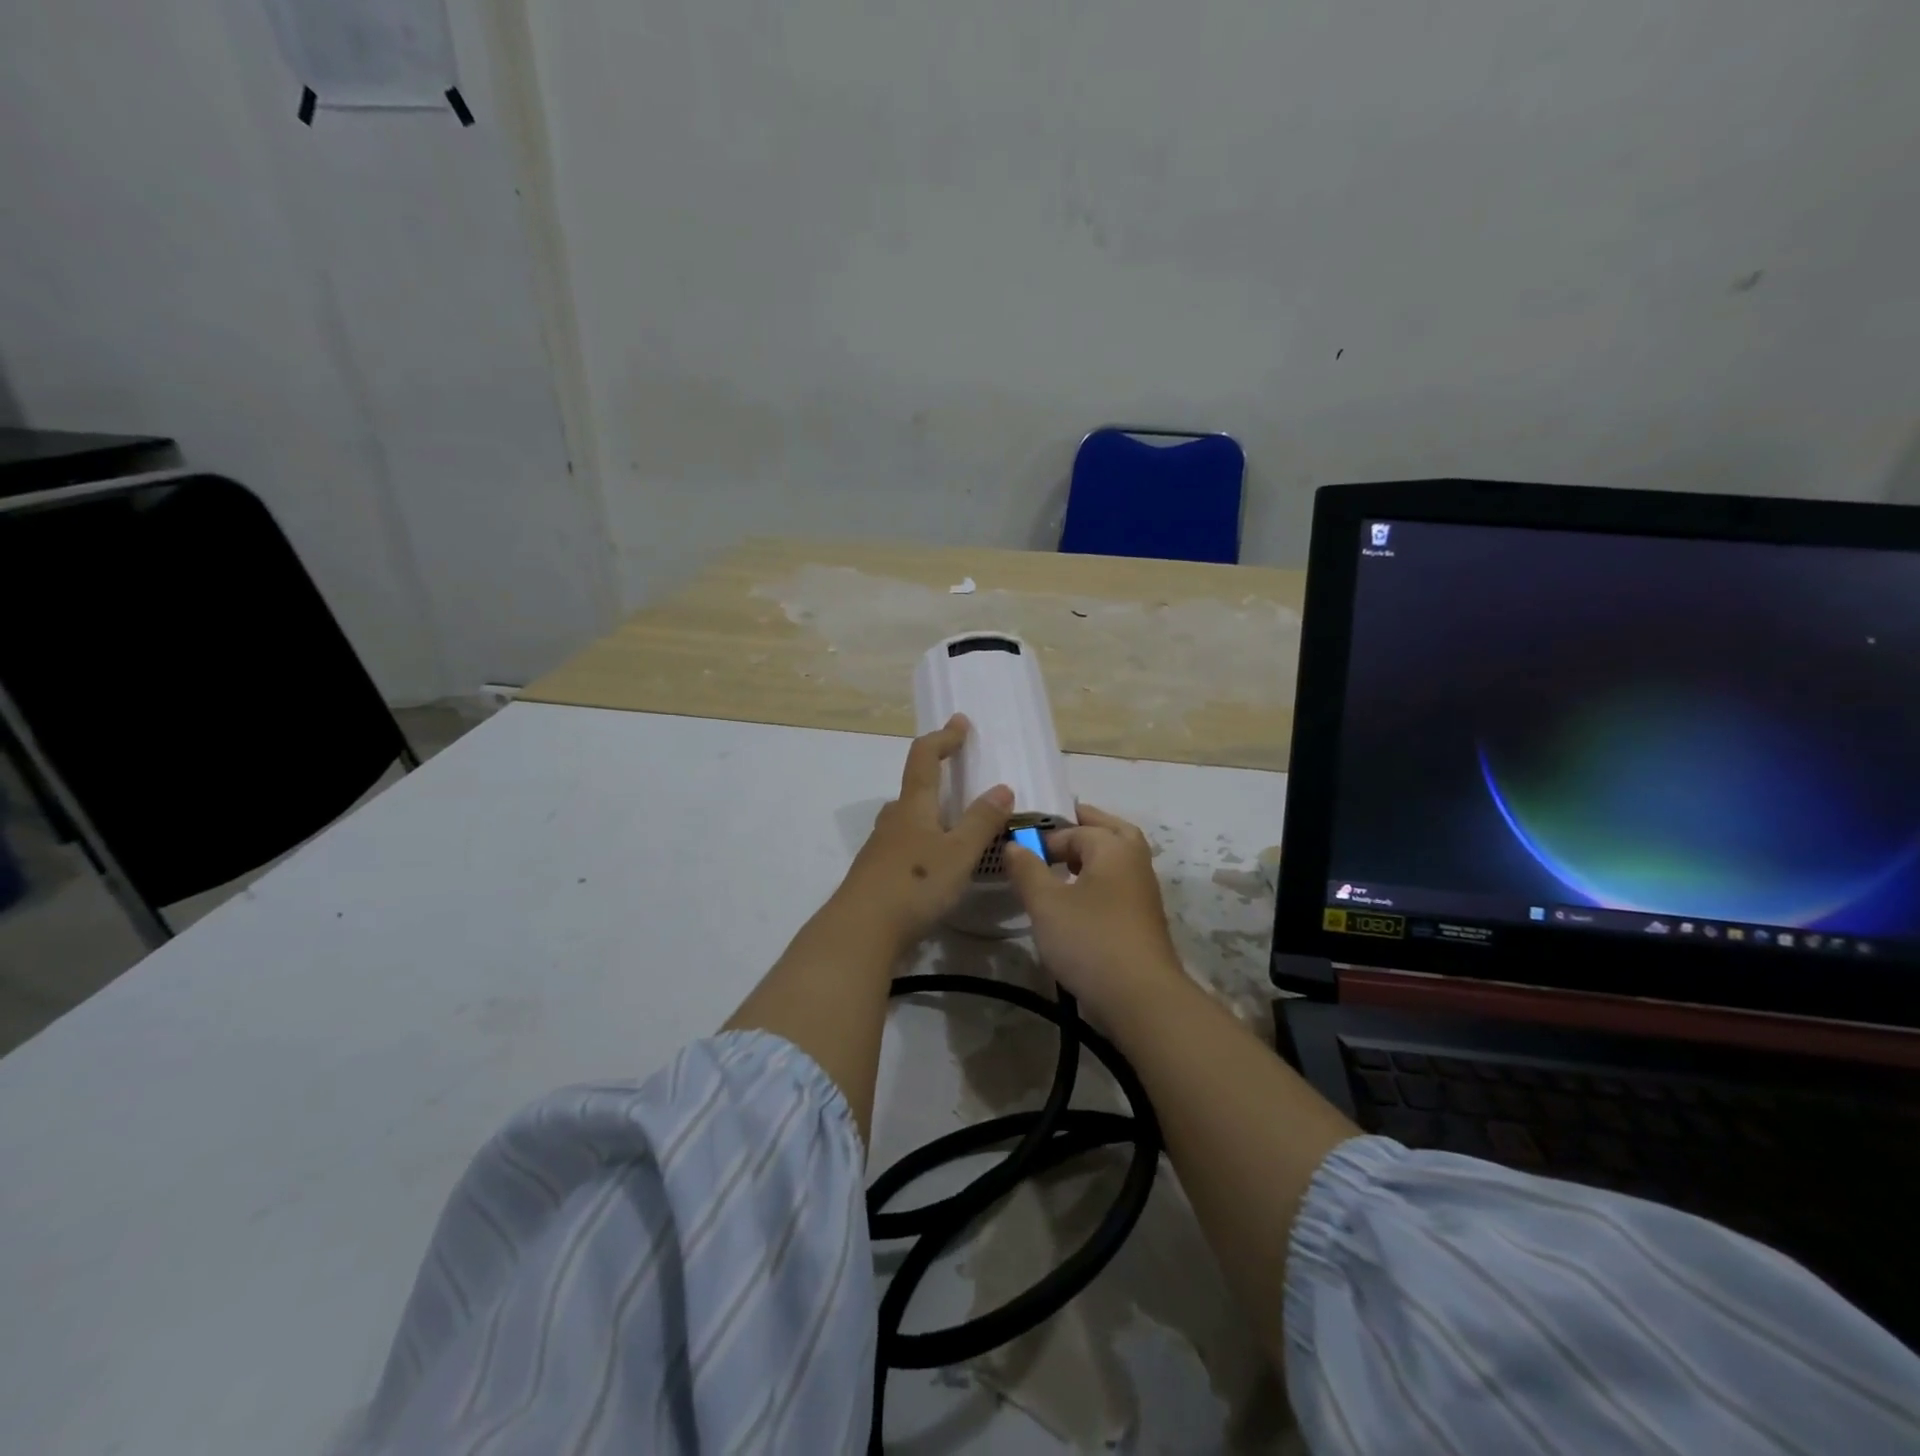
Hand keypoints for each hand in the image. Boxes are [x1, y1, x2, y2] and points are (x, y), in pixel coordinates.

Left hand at [833, 715, 1013, 948]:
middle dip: (935, 776)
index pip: (924, 758)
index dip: (943, 738)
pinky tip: (933, 865)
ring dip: (928, 813)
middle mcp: (893, 820)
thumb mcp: (959, 853)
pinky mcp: (876, 875)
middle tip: (958, 778)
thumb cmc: (914, 884)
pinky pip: (903, 846)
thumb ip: (981, 821)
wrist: (860, 931)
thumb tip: (1002, 787)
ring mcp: (880, 848)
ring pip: (906, 819)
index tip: (959, 723)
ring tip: (953, 824)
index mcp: (913, 806)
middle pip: (912, 788)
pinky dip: (922, 843)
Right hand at [1004, 803, 1186, 1020]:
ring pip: (1120, 857)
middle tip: (1058, 829)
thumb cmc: (1090, 940)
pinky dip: (1101, 877)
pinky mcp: (1144, 918)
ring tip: (1065, 862)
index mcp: (1113, 848)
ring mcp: (1144, 891)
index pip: (1075, 830)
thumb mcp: (1046, 904)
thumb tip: (1014, 844)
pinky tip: (1080, 896)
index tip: (1019, 854)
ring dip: (1095, 852)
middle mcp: (1135, 861)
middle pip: (1112, 830)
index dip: (1045, 838)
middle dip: (1085, 826)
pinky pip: (1120, 882)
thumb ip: (1027, 869)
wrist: (1141, 997)